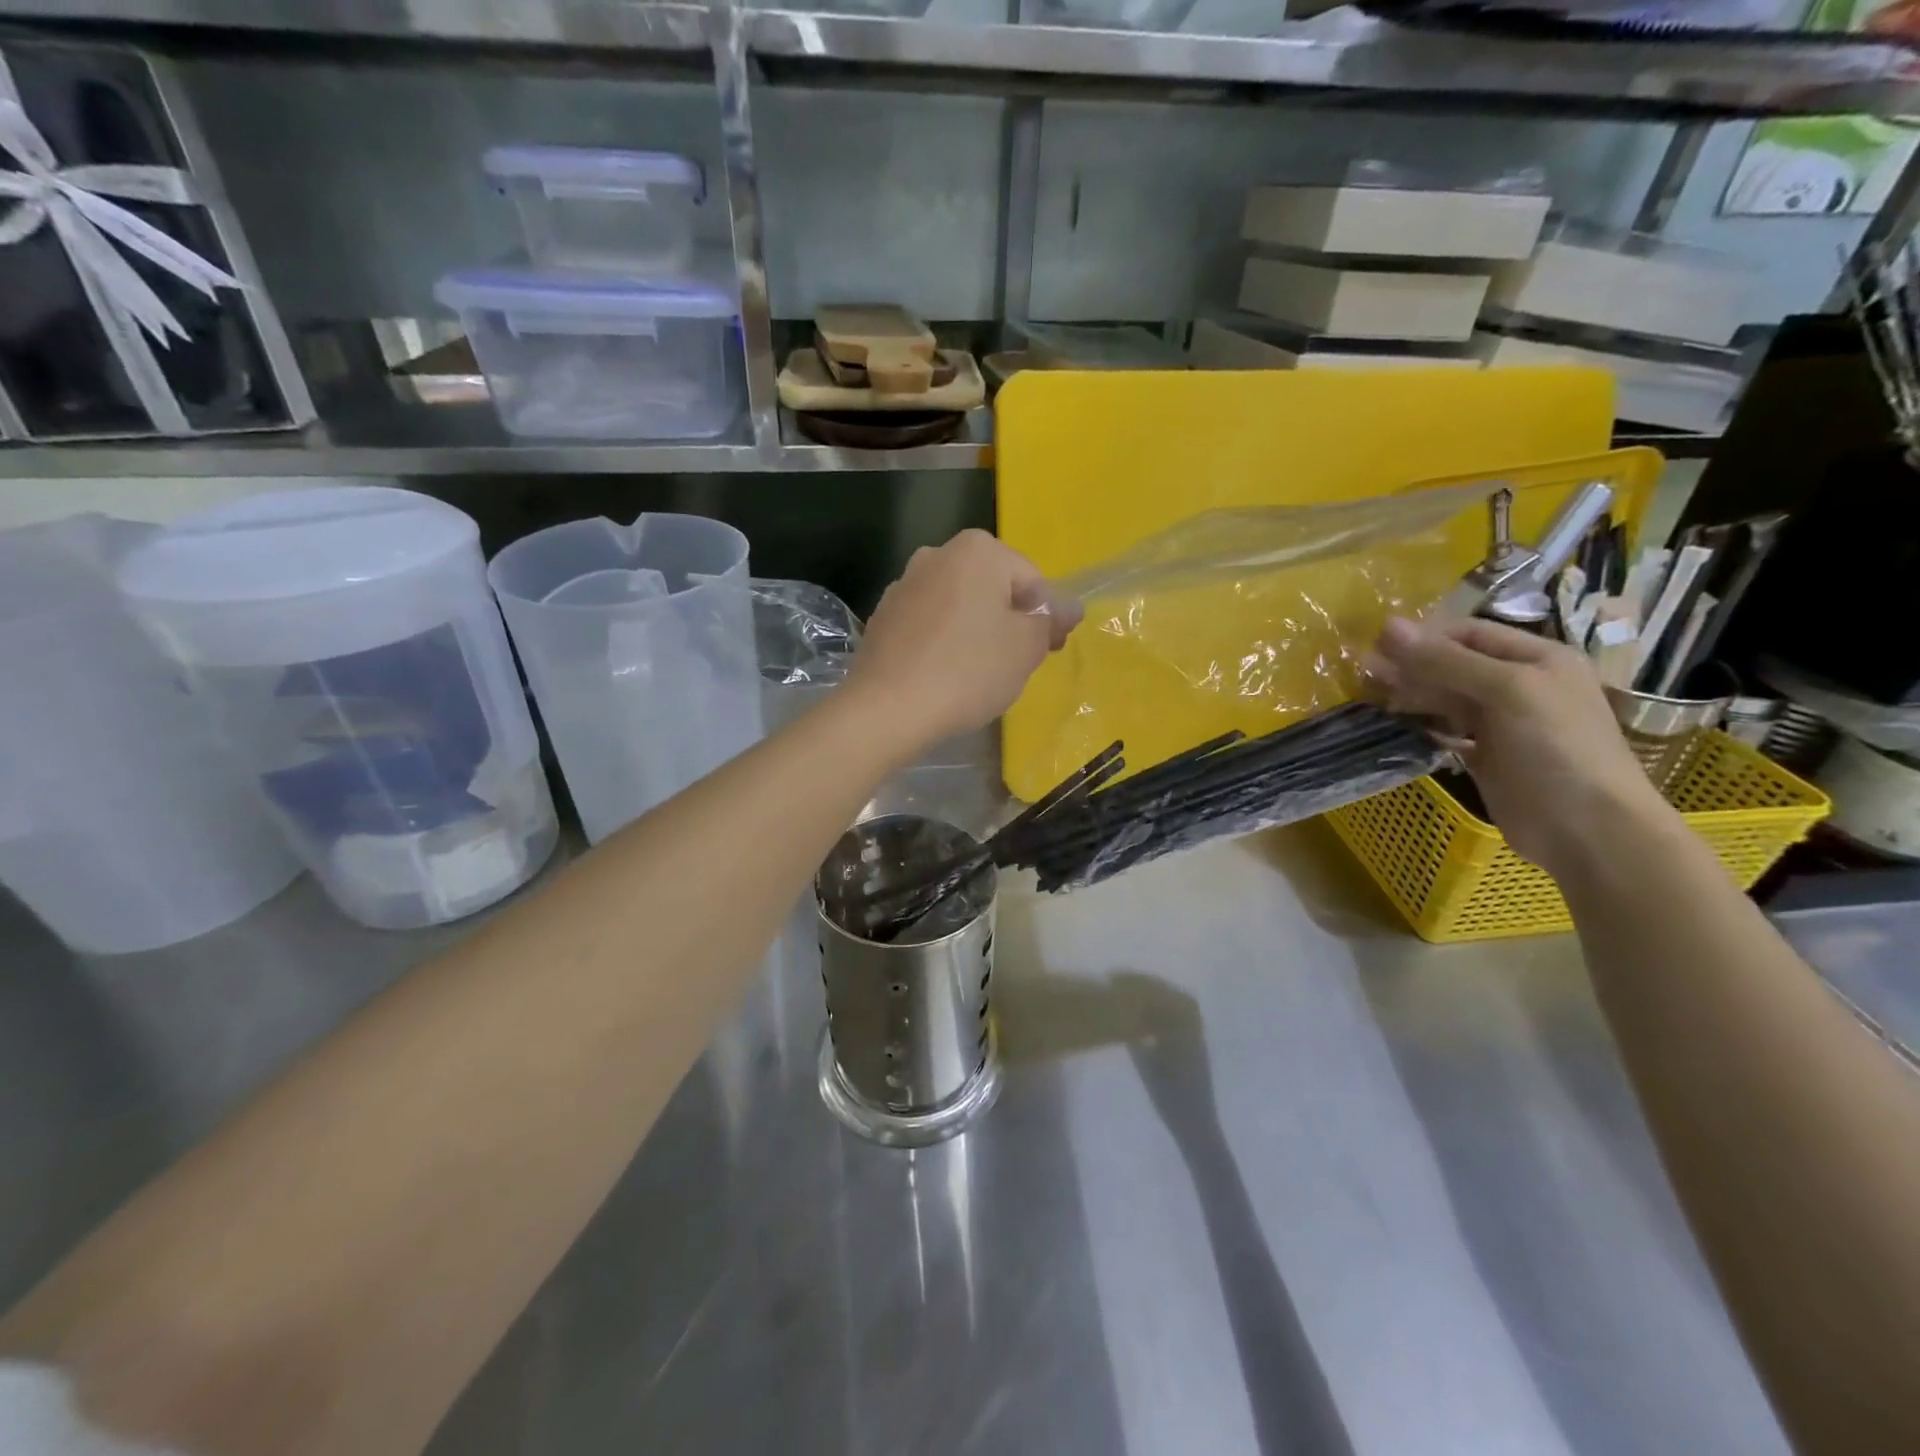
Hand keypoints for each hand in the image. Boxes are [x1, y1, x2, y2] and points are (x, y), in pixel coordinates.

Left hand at [844, 529, 1082, 751]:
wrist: (887, 708)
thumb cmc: (968, 670)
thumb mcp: (1026, 647)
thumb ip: (1050, 621)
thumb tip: (1069, 607)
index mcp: (977, 551)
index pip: (1031, 580)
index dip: (1046, 616)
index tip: (1049, 650)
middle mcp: (936, 555)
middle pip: (991, 588)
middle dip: (1009, 621)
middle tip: (1017, 664)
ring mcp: (903, 585)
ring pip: (958, 606)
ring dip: (975, 631)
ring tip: (979, 674)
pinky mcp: (882, 617)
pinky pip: (928, 625)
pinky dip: (943, 643)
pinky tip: (945, 675)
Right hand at [1367, 615, 1674, 878]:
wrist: (1589, 830)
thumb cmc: (1556, 748)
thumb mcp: (1506, 691)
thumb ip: (1446, 660)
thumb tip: (1387, 626)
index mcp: (1537, 659)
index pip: (1470, 634)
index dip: (1424, 637)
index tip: (1375, 648)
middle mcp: (1520, 686)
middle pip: (1454, 666)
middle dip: (1411, 668)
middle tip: (1363, 676)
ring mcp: (1503, 724)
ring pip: (1447, 700)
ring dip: (1411, 697)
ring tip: (1371, 700)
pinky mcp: (1487, 757)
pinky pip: (1446, 732)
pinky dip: (1421, 728)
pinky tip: (1395, 729)